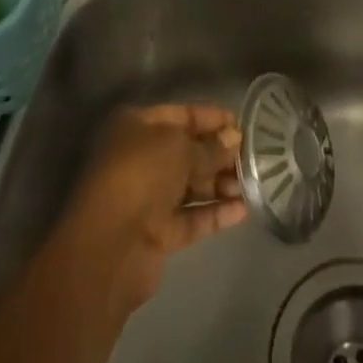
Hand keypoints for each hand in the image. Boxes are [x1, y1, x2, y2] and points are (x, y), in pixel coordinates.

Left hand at [55, 105, 245, 320]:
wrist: (109, 247)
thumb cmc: (141, 176)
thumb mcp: (179, 148)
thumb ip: (210, 146)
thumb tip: (234, 138)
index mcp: (138, 126)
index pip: (182, 114)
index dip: (212, 118)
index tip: (242, 124)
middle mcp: (142, 157)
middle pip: (188, 151)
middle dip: (219, 153)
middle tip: (253, 156)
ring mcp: (149, 197)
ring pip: (192, 185)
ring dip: (221, 184)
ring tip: (253, 183)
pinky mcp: (158, 233)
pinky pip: (192, 217)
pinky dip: (215, 213)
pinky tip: (243, 210)